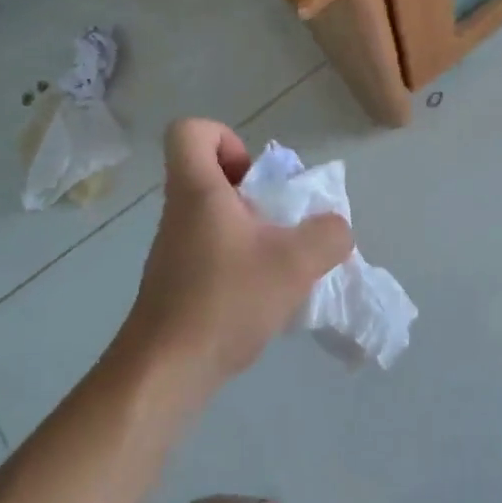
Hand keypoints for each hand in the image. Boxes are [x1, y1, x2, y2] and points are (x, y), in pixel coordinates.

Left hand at [119, 119, 352, 393]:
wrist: (166, 371)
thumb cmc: (226, 300)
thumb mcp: (295, 263)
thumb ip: (328, 235)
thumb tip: (335, 229)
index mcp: (197, 190)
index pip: (190, 131)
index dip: (225, 138)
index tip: (254, 176)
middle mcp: (180, 212)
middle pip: (211, 175)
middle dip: (254, 192)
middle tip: (280, 222)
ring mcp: (175, 249)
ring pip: (215, 217)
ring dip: (252, 231)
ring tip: (280, 265)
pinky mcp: (177, 283)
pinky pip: (213, 252)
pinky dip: (242, 263)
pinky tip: (263, 297)